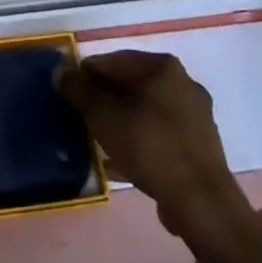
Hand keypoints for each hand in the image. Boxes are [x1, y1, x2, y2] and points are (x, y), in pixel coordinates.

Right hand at [58, 51, 243, 240]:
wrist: (201, 202)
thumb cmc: (149, 146)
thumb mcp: (103, 115)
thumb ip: (79, 90)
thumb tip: (60, 72)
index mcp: (162, 66)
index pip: (113, 60)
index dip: (86, 75)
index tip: (69, 95)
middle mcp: (183, 82)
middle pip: (132, 84)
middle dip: (106, 100)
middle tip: (84, 118)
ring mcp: (196, 115)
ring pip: (146, 110)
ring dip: (122, 121)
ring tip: (100, 141)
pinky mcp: (200, 146)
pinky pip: (161, 134)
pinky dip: (141, 140)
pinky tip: (123, 161)